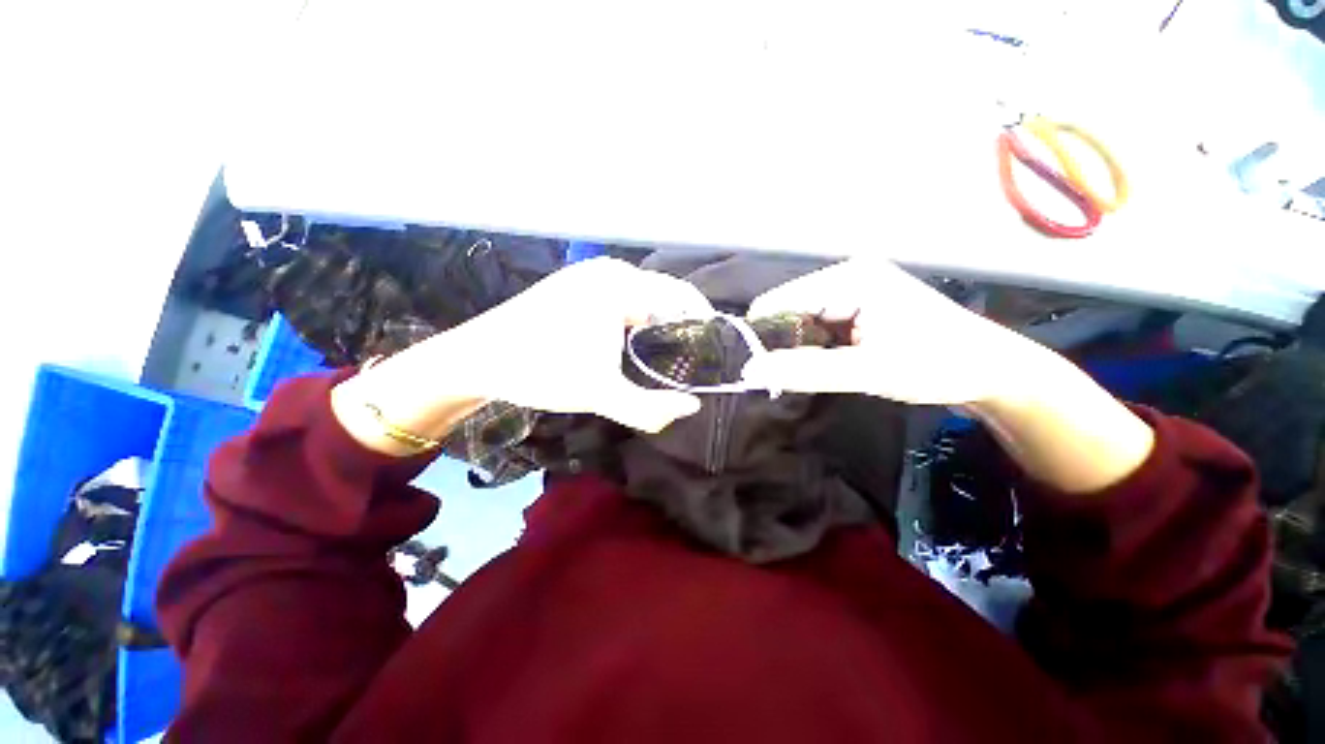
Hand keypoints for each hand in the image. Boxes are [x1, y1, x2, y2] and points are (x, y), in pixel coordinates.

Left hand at [334, 259, 710, 453]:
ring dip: (659, 322)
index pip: (681, 297)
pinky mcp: (579, 283)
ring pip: (645, 295)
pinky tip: (634, 341)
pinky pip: (624, 296)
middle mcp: (611, 270)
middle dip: (682, 325)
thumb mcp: (599, 393)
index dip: (703, 324)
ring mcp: (592, 273)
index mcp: (620, 285)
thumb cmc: (539, 369)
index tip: (713, 353)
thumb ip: (650, 407)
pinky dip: (638, 317)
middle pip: (665, 294)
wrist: (478, 357)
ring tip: (666, 353)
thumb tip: (692, 407)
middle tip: (689, 359)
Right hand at [744, 259, 1153, 492]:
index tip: (754, 369)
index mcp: (848, 278)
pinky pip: (818, 329)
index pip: (779, 301)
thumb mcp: (870, 370)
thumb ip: (807, 370)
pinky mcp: (858, 310)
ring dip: (795, 349)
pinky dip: (811, 350)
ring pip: (801, 322)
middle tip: (779, 378)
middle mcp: (845, 278)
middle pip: (788, 311)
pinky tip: (818, 367)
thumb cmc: (938, 364)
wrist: (991, 372)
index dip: (762, 335)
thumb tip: (750, 372)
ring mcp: (852, 293)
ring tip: (799, 375)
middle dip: (779, 344)